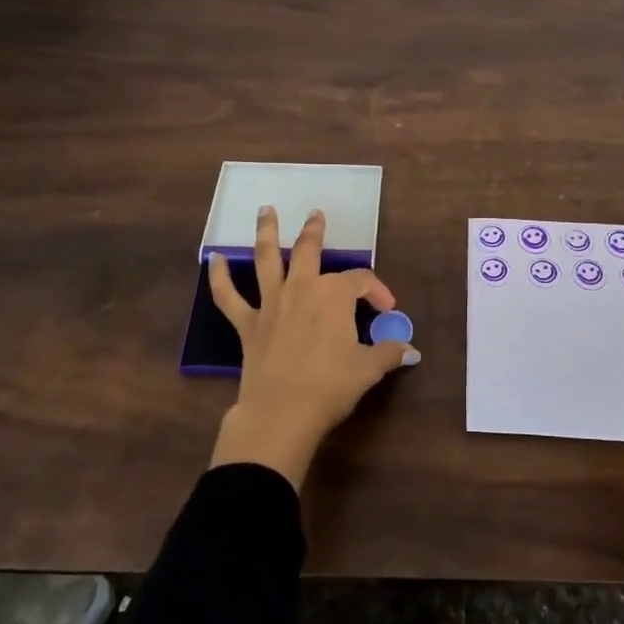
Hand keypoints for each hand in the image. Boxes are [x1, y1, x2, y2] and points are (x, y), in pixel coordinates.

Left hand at [206, 206, 419, 487]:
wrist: (281, 413)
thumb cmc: (330, 386)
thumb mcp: (368, 369)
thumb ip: (389, 353)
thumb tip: (410, 349)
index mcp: (334, 295)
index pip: (361, 281)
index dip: (377, 291)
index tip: (387, 310)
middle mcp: (301, 288)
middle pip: (309, 250)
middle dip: (314, 231)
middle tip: (316, 214)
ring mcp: (271, 304)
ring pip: (267, 259)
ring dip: (266, 232)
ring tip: (266, 210)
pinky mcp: (248, 324)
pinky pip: (228, 297)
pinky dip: (219, 277)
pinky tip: (213, 259)